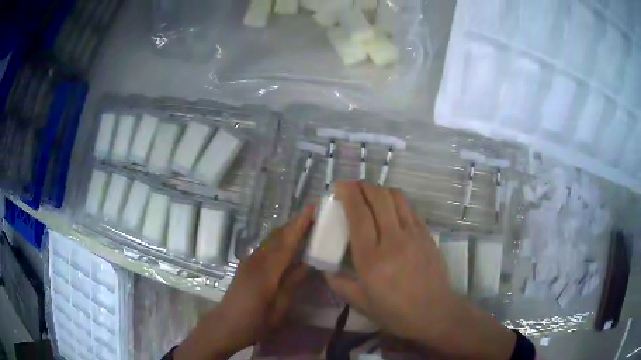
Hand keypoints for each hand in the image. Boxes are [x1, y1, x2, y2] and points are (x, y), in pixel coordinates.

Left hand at [175, 206, 313, 359]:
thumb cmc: (254, 322)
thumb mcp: (278, 308)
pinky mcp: (245, 266)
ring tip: (305, 229)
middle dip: (295, 224)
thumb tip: (307, 263)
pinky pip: (265, 247)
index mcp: (267, 272)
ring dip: (287, 232)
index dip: (300, 225)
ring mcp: (249, 262)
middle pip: (277, 236)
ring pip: (270, 240)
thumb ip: (292, 283)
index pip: (287, 243)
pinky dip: (279, 241)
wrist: (224, 325)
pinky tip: (287, 247)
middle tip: (315, 217)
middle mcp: (257, 261)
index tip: (312, 207)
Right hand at [325, 181, 515, 359]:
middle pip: (378, 198)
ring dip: (380, 190)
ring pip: (396, 197)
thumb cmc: (395, 312)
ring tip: (370, 195)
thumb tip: (326, 269)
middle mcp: (393, 240)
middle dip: (362, 185)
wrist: (434, 312)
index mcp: (371, 259)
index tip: (339, 186)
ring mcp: (413, 234)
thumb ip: (339, 284)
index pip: (358, 214)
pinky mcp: (427, 234)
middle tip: (352, 187)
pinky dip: (396, 202)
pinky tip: (391, 209)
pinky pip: (410, 209)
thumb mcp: (360, 304)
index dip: (348, 193)